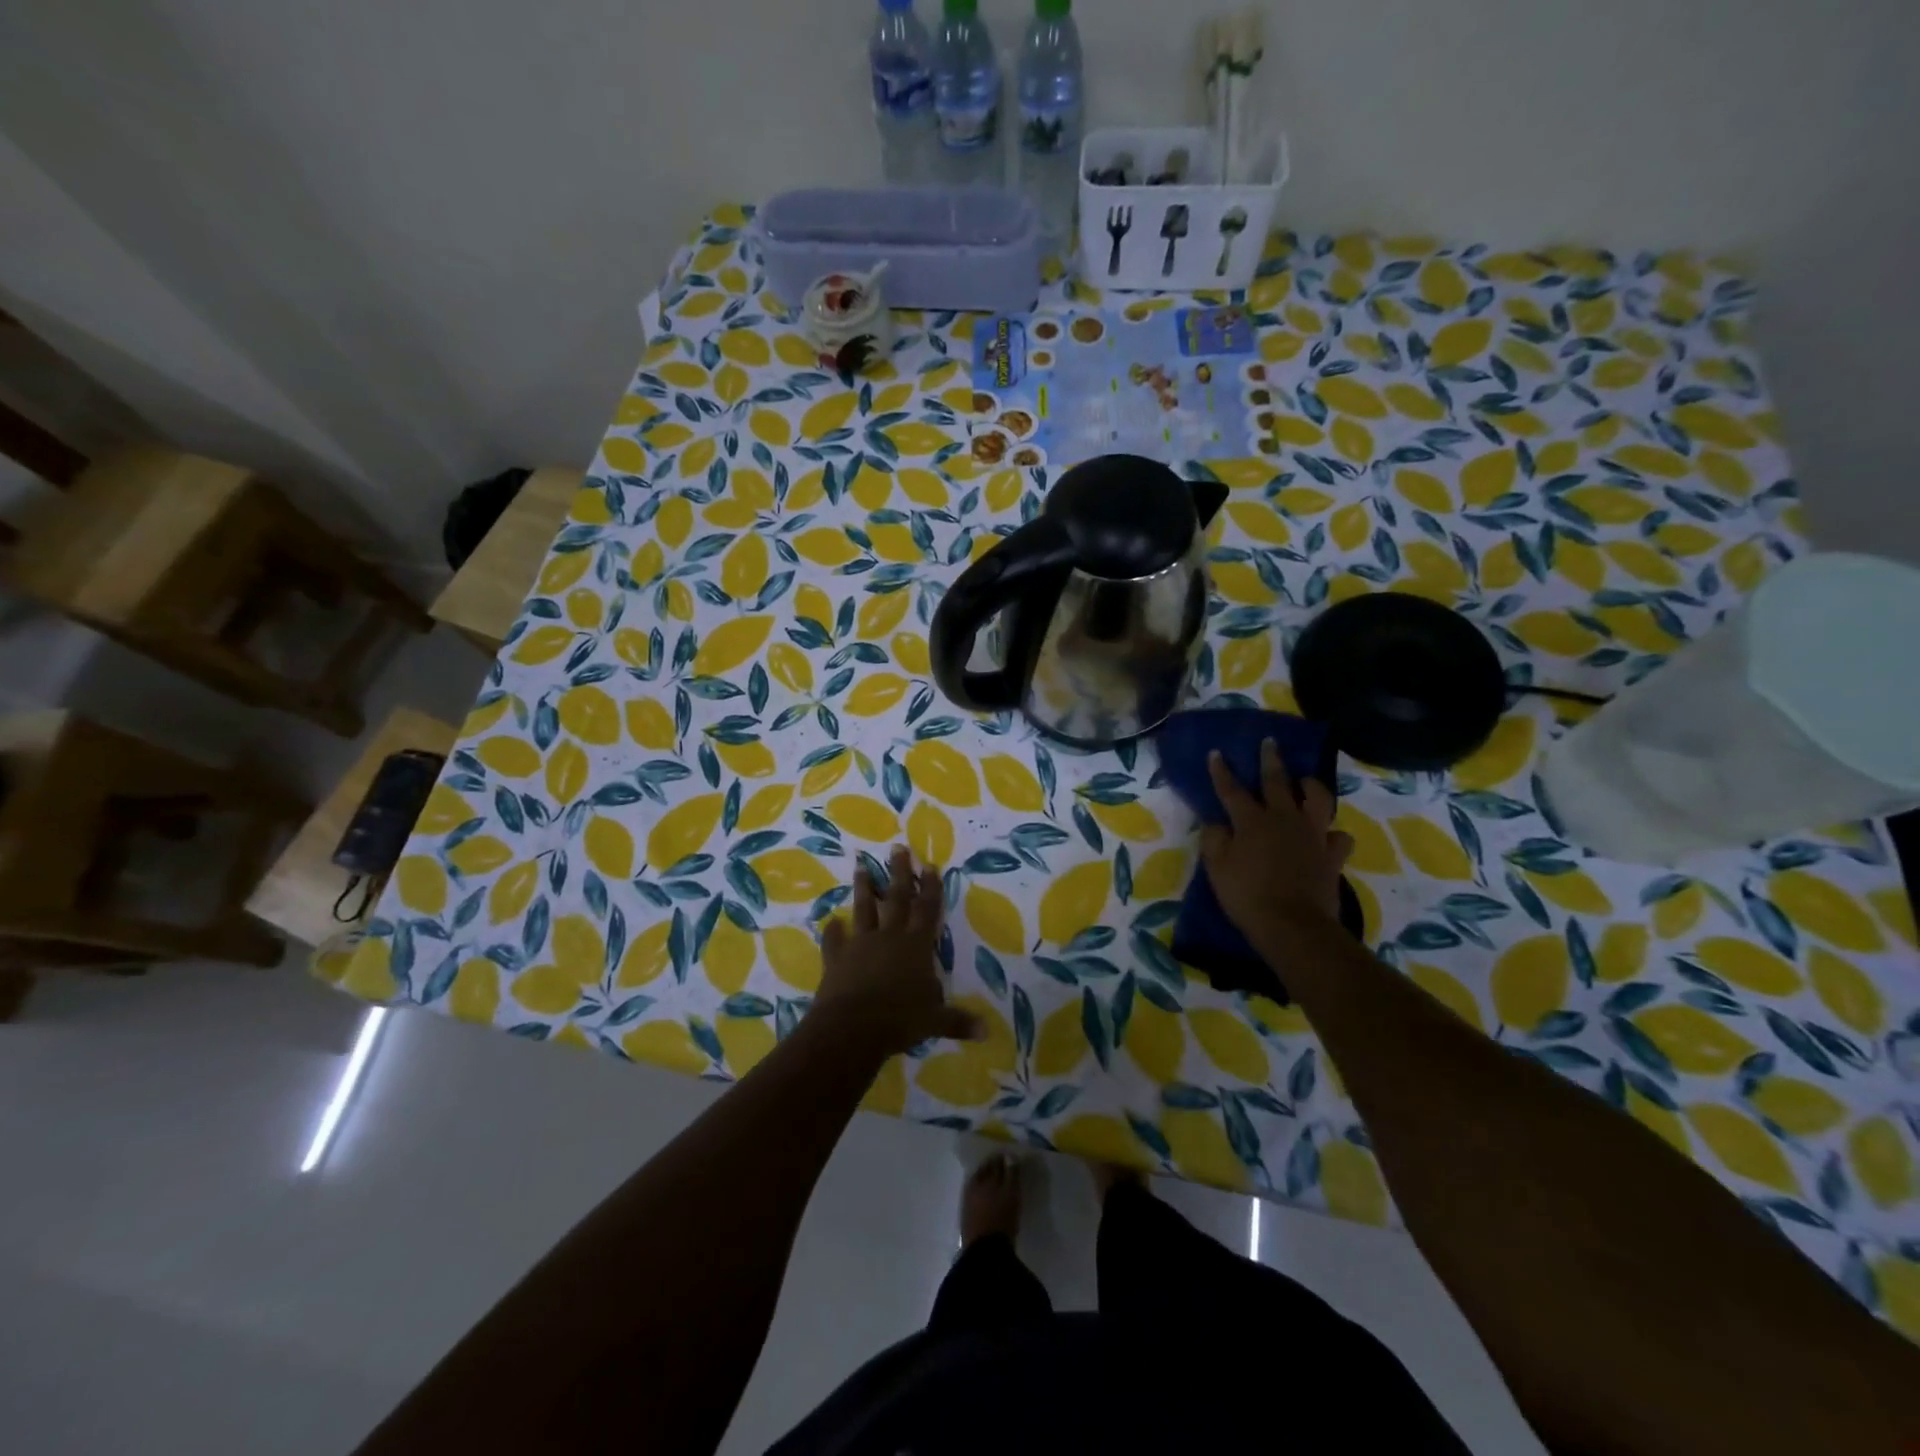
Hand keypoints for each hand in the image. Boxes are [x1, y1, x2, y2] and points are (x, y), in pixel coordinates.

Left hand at [813, 846, 981, 1056]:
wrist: (852, 1028)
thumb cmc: (899, 1020)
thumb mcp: (935, 1022)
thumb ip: (958, 1021)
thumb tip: (986, 1032)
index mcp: (916, 946)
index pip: (927, 910)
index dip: (930, 887)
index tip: (929, 864)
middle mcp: (889, 937)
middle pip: (896, 898)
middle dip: (899, 872)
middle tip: (898, 848)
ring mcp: (861, 944)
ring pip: (863, 909)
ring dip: (864, 888)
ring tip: (861, 865)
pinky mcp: (837, 958)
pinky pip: (834, 940)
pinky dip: (832, 931)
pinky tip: (831, 922)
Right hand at [1199, 740, 1353, 938]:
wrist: (1293, 925)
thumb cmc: (1247, 896)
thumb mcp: (1216, 868)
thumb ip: (1214, 840)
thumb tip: (1217, 824)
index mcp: (1251, 821)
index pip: (1231, 790)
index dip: (1222, 771)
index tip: (1217, 753)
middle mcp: (1283, 819)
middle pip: (1277, 782)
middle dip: (1271, 760)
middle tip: (1270, 742)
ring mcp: (1312, 835)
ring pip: (1317, 799)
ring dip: (1311, 786)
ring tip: (1306, 780)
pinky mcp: (1332, 855)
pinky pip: (1338, 837)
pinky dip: (1333, 833)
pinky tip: (1328, 835)